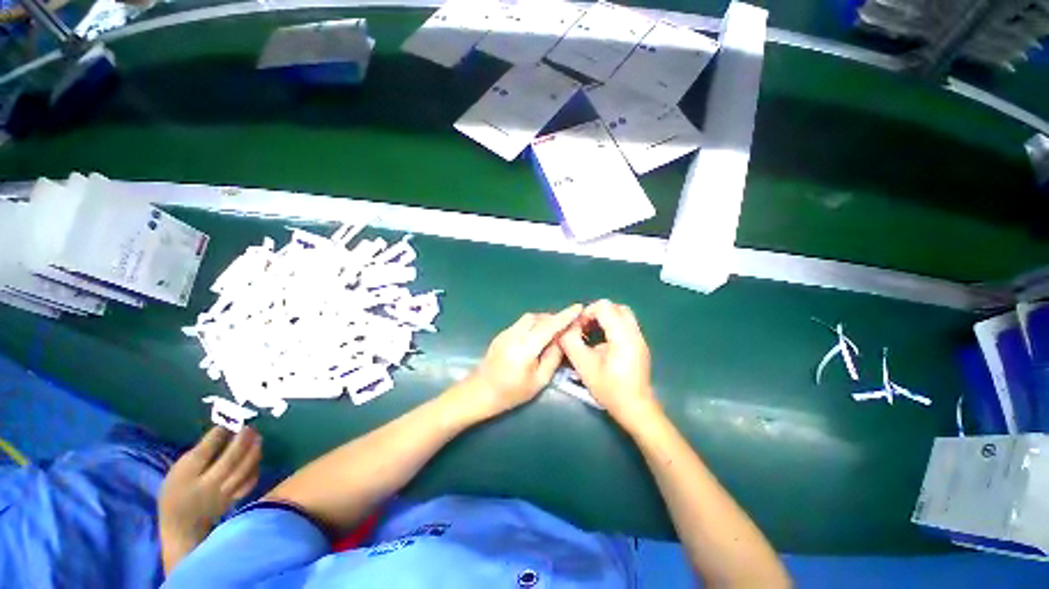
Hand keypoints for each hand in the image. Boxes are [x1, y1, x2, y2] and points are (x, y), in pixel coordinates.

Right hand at [159, 427, 261, 553]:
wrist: (182, 526)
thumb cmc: (177, 492)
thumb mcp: (178, 471)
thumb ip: (199, 454)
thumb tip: (223, 431)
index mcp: (185, 476)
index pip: (203, 453)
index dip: (218, 435)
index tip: (228, 421)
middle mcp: (206, 485)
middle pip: (229, 461)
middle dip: (241, 441)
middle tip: (248, 427)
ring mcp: (222, 494)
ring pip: (243, 470)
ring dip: (253, 451)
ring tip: (257, 437)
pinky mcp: (233, 500)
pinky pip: (249, 482)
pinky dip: (255, 467)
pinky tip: (257, 456)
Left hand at [462, 304, 582, 418]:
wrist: (480, 392)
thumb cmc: (511, 392)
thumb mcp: (538, 380)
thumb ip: (552, 357)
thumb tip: (561, 339)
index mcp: (524, 348)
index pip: (548, 327)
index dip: (565, 316)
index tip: (578, 307)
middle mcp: (514, 335)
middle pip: (537, 318)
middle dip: (554, 318)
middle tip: (567, 325)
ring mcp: (506, 332)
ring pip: (529, 319)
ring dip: (543, 320)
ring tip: (554, 332)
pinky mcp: (502, 334)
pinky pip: (522, 323)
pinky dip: (534, 325)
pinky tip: (538, 336)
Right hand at [558, 300, 658, 426]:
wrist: (635, 408)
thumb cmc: (609, 388)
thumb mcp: (583, 365)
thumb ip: (571, 342)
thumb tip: (565, 328)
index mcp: (623, 335)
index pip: (604, 307)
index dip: (587, 313)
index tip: (579, 329)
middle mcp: (634, 333)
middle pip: (615, 307)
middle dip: (596, 313)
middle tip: (585, 328)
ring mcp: (639, 338)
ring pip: (622, 314)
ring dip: (605, 318)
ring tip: (592, 333)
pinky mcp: (639, 345)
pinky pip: (625, 324)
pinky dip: (612, 326)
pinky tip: (602, 342)